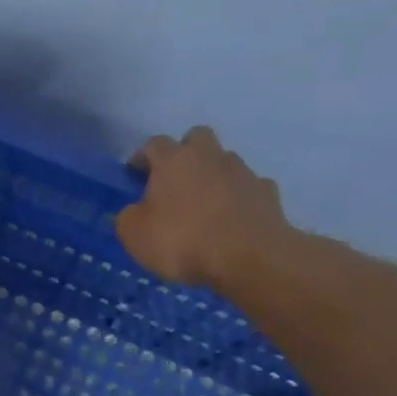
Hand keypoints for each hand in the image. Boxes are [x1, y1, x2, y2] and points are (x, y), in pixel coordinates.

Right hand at [117, 126, 299, 290]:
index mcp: (173, 160)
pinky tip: (233, 221)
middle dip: (185, 153)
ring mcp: (243, 172)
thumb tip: (134, 211)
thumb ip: (129, 217)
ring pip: (225, 162)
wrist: (248, 257)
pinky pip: (248, 188)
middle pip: (197, 138)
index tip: (136, 175)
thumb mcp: (135, 235)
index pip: (154, 144)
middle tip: (176, 180)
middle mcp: (210, 156)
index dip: (142, 158)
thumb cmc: (182, 241)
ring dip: (214, 176)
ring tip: (206, 206)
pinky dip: (239, 199)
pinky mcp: (267, 192)